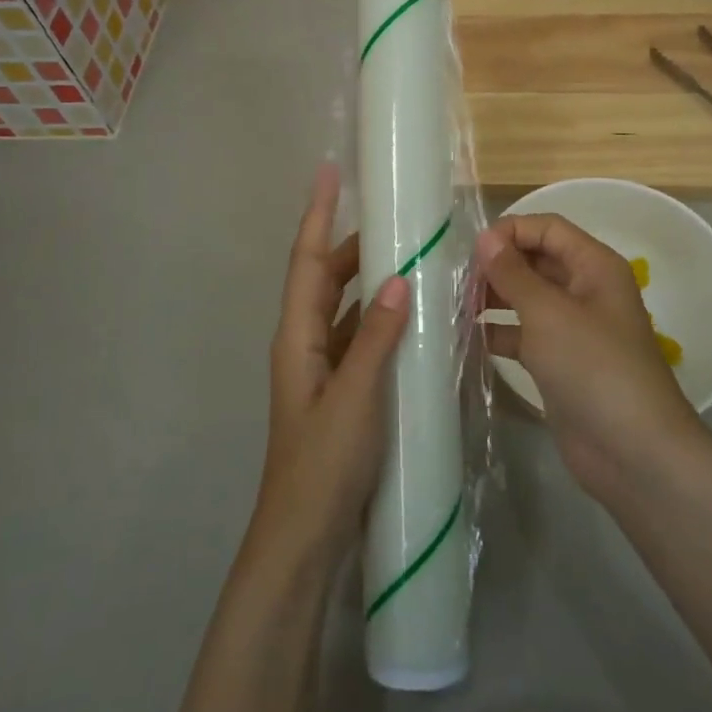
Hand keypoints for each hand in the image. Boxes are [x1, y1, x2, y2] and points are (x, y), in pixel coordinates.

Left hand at [251, 164, 409, 568]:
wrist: (305, 540)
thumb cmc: (323, 465)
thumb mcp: (355, 398)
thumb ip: (378, 339)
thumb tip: (401, 278)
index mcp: (297, 337)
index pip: (306, 261)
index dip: (316, 215)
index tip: (328, 172)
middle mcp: (306, 344)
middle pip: (326, 280)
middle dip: (353, 246)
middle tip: (395, 221)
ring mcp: (323, 370)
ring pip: (347, 310)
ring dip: (371, 283)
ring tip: (411, 259)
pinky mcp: (342, 392)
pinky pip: (362, 340)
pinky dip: (384, 322)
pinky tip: (415, 321)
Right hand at [478, 214, 704, 498]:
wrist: (633, 452)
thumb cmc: (593, 367)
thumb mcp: (548, 313)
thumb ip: (513, 273)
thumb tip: (486, 238)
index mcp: (594, 266)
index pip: (548, 228)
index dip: (510, 231)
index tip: (471, 251)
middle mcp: (585, 290)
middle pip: (535, 261)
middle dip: (497, 266)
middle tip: (454, 281)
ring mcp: (572, 328)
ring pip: (526, 298)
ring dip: (493, 299)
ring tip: (453, 306)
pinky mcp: (559, 363)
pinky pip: (523, 335)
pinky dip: (498, 334)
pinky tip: (466, 339)